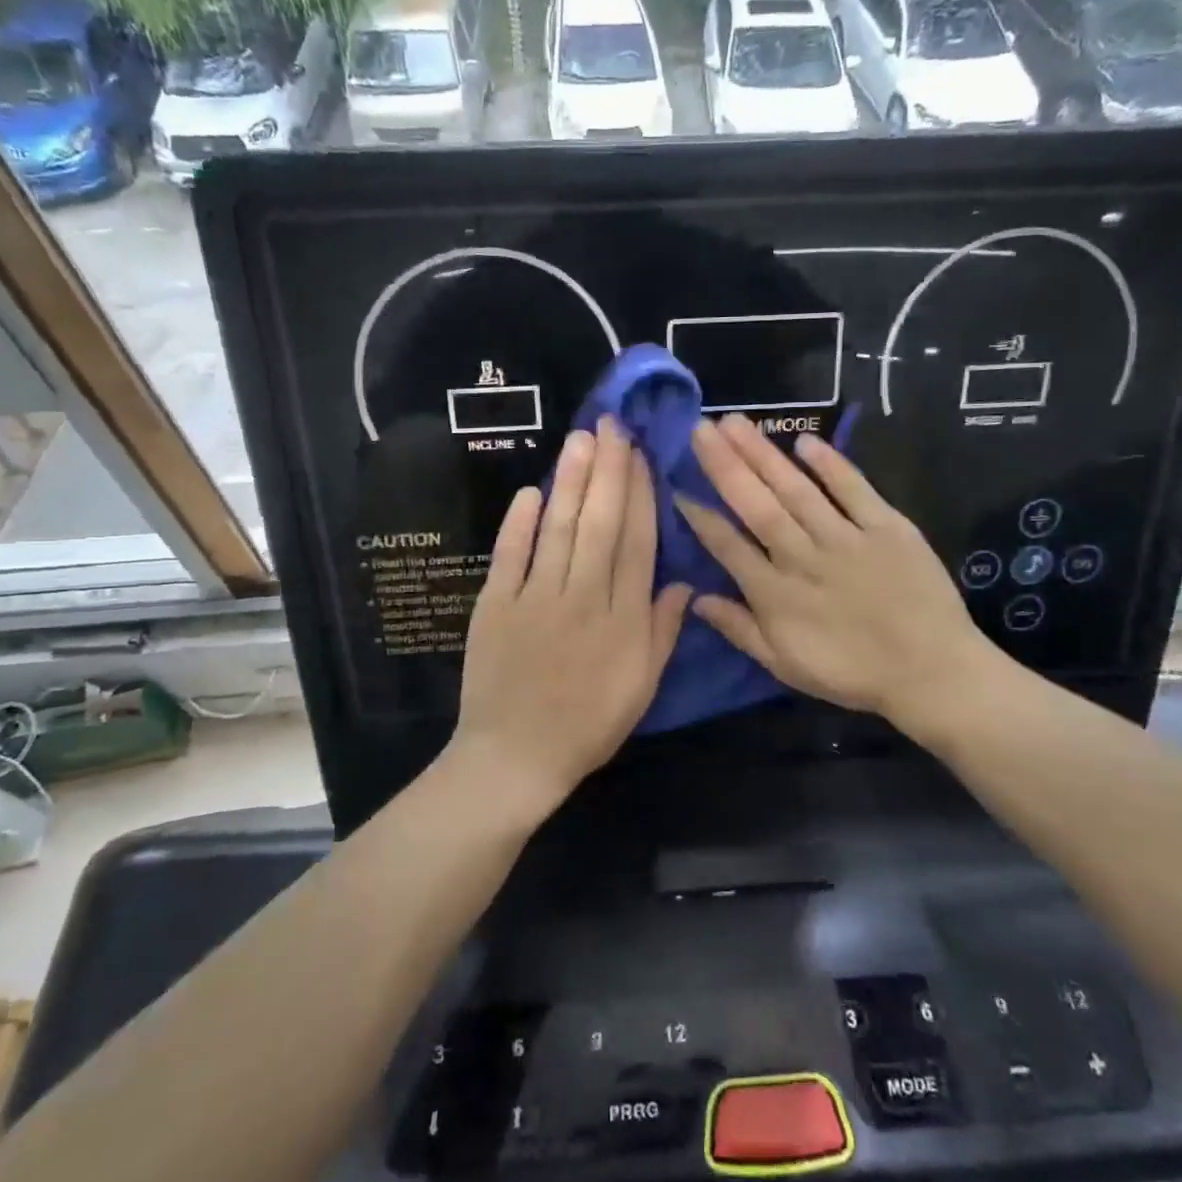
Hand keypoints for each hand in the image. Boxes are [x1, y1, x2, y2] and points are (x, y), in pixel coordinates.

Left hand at [453, 417, 691, 814]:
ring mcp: (535, 598)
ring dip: (571, 482)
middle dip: (609, 471)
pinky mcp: (496, 605)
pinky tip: (531, 491)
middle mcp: (583, 597)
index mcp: (623, 618)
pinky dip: (520, 523)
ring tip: (581, 440)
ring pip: (559, 529)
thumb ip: (663, 631)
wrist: (516, 756)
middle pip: (600, 524)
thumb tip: (684, 583)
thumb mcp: (642, 686)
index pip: (637, 543)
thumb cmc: (588, 724)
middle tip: (612, 425)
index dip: (641, 496)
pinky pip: (510, 555)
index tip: (643, 457)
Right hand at [676, 413, 1014, 739]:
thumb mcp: (785, 665)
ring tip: (735, 422)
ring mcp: (845, 537)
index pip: (727, 545)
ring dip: (764, 454)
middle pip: (757, 504)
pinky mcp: (886, 526)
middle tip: (700, 428)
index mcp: (775, 593)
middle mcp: (802, 556)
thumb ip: (739, 629)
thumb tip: (696, 598)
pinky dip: (831, 464)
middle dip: (725, 465)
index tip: (677, 484)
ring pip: (796, 489)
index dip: (699, 516)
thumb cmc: (852, 673)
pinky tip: (805, 441)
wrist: (930, 672)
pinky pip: (854, 489)